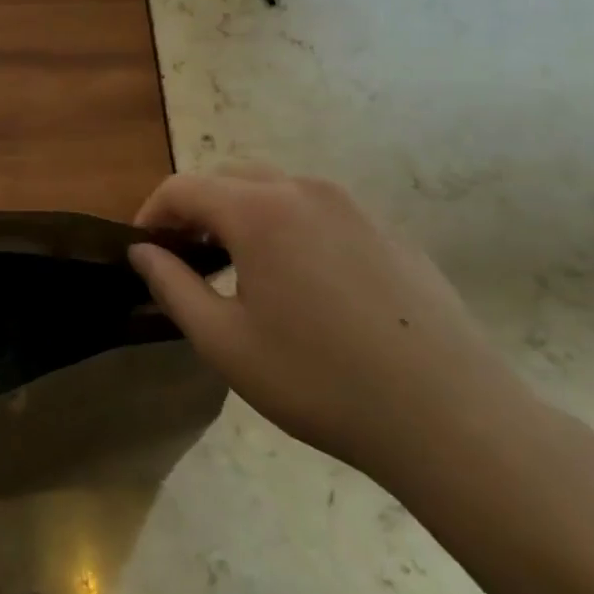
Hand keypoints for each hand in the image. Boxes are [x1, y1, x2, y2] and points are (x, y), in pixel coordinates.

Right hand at [129, 164, 542, 485]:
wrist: (451, 417)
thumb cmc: (319, 380)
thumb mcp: (224, 342)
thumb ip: (172, 286)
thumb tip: (142, 252)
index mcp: (259, 210)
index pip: (183, 187)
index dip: (152, 213)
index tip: (143, 249)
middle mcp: (304, 190)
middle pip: (229, 177)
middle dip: (196, 208)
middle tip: (185, 257)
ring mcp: (353, 207)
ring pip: (276, 189)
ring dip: (242, 214)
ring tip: (239, 268)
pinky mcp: (388, 231)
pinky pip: (319, 212)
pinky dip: (288, 227)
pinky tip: (302, 284)